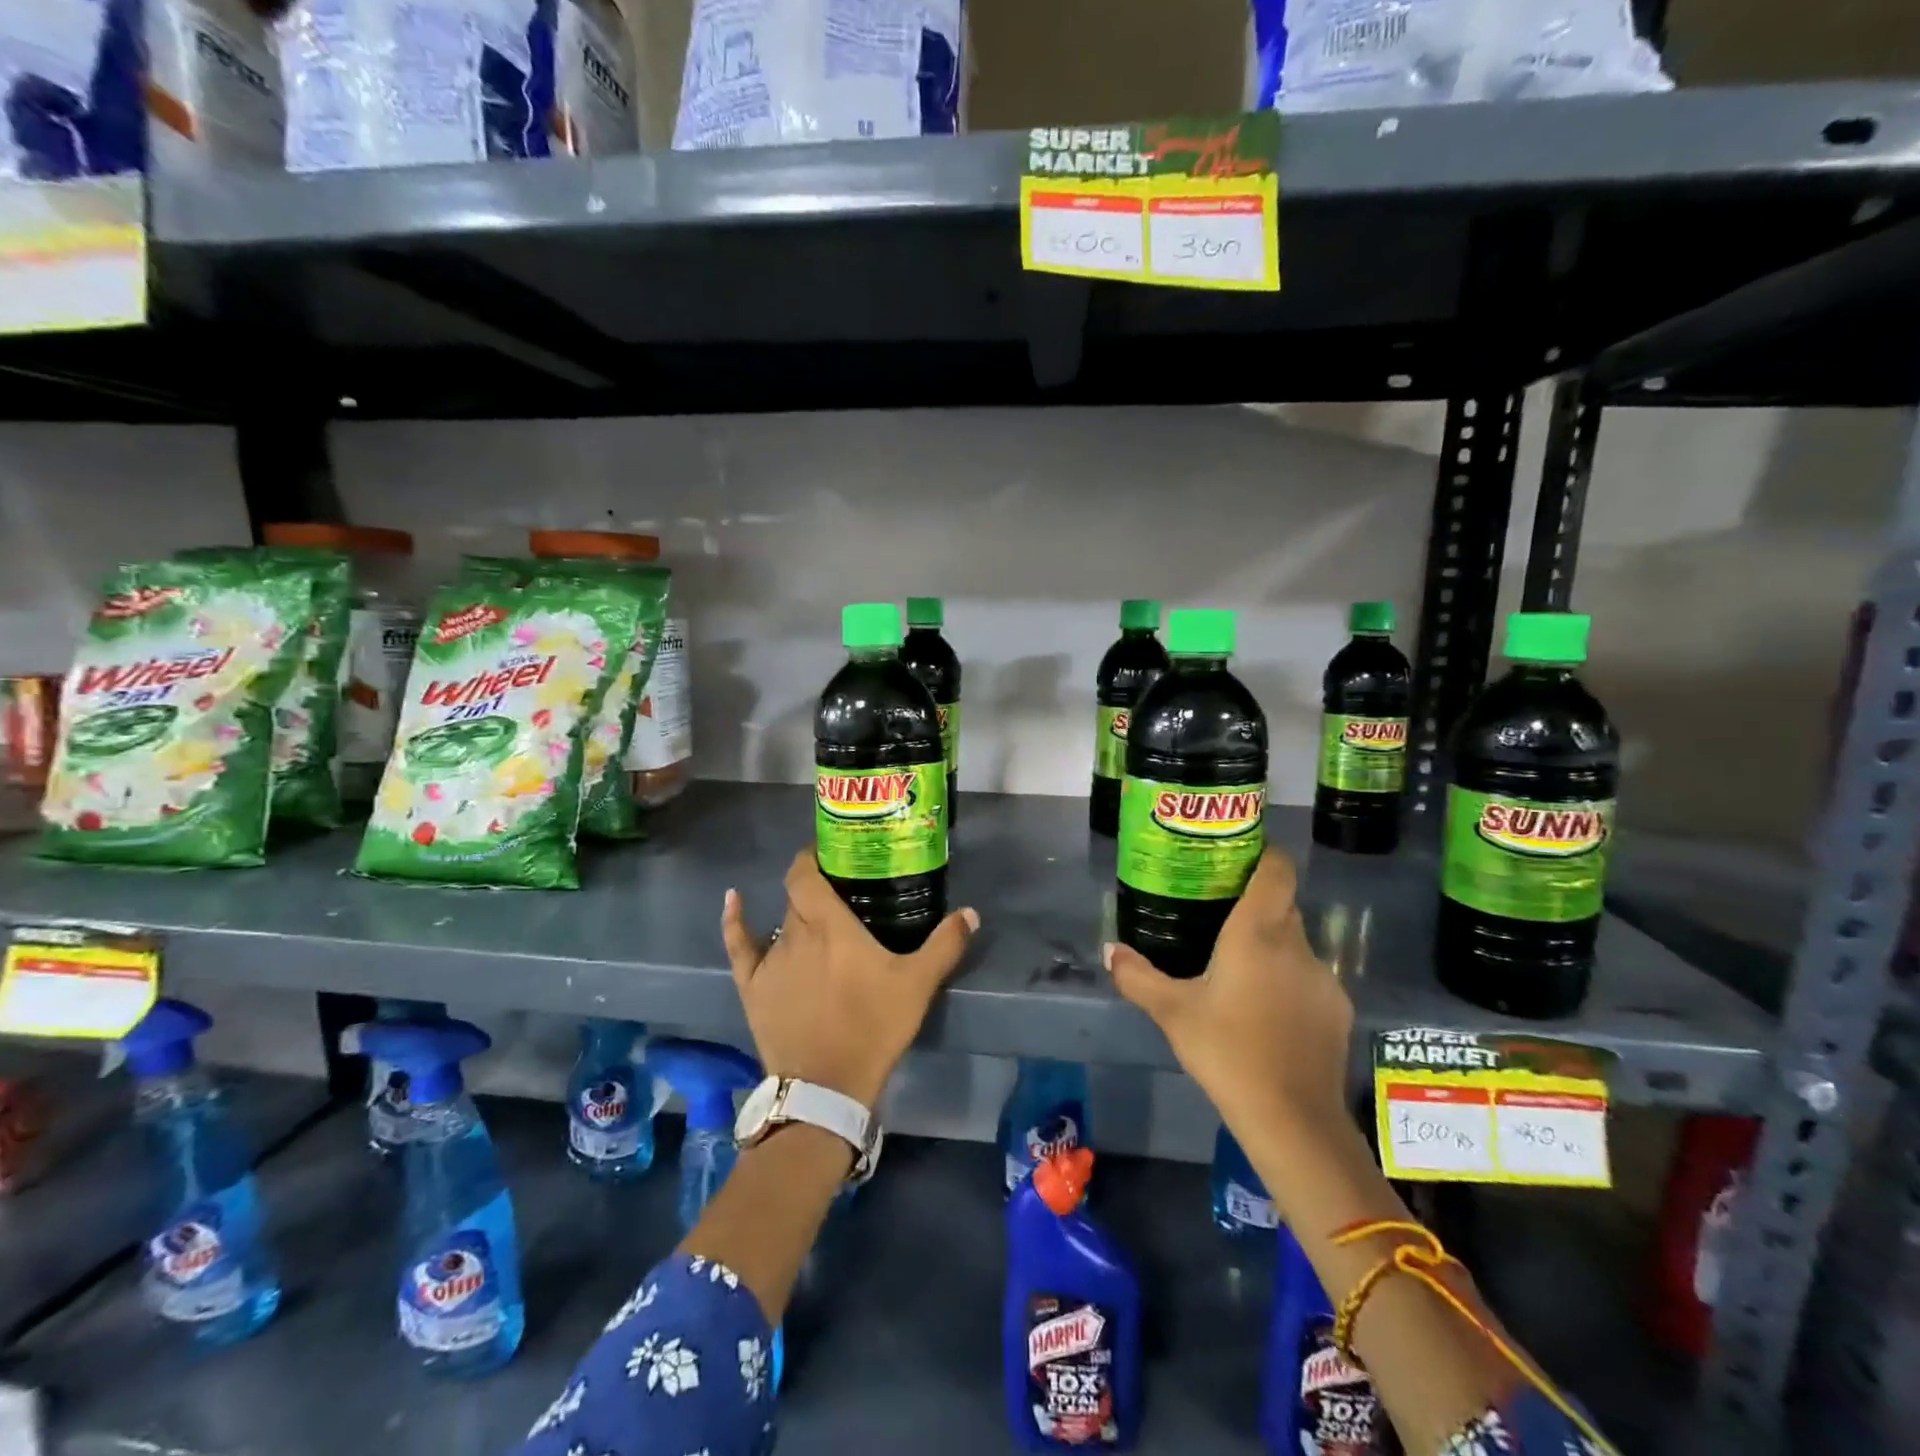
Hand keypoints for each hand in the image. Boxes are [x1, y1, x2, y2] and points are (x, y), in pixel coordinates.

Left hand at [721, 851, 979, 1109]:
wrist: (827, 1086)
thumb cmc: (873, 1026)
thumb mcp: (917, 985)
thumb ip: (945, 944)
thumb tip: (971, 912)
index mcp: (829, 925)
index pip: (807, 874)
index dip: (813, 856)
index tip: (830, 852)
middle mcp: (794, 932)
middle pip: (798, 896)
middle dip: (815, 887)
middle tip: (840, 890)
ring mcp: (769, 960)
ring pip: (780, 922)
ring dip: (797, 915)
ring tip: (816, 917)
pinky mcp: (752, 986)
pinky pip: (739, 945)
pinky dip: (735, 920)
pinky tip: (734, 900)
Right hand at [1104, 847, 1351, 1134]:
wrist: (1293, 1119)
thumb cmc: (1227, 1051)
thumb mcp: (1172, 1012)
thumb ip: (1137, 976)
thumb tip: (1110, 950)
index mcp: (1257, 932)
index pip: (1276, 869)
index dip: (1262, 854)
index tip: (1236, 858)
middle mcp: (1296, 944)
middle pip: (1281, 905)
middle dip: (1254, 905)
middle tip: (1218, 917)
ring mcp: (1322, 977)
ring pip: (1294, 944)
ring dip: (1270, 948)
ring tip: (1238, 972)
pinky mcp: (1337, 1009)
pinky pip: (1308, 978)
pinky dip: (1288, 982)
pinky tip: (1266, 1013)